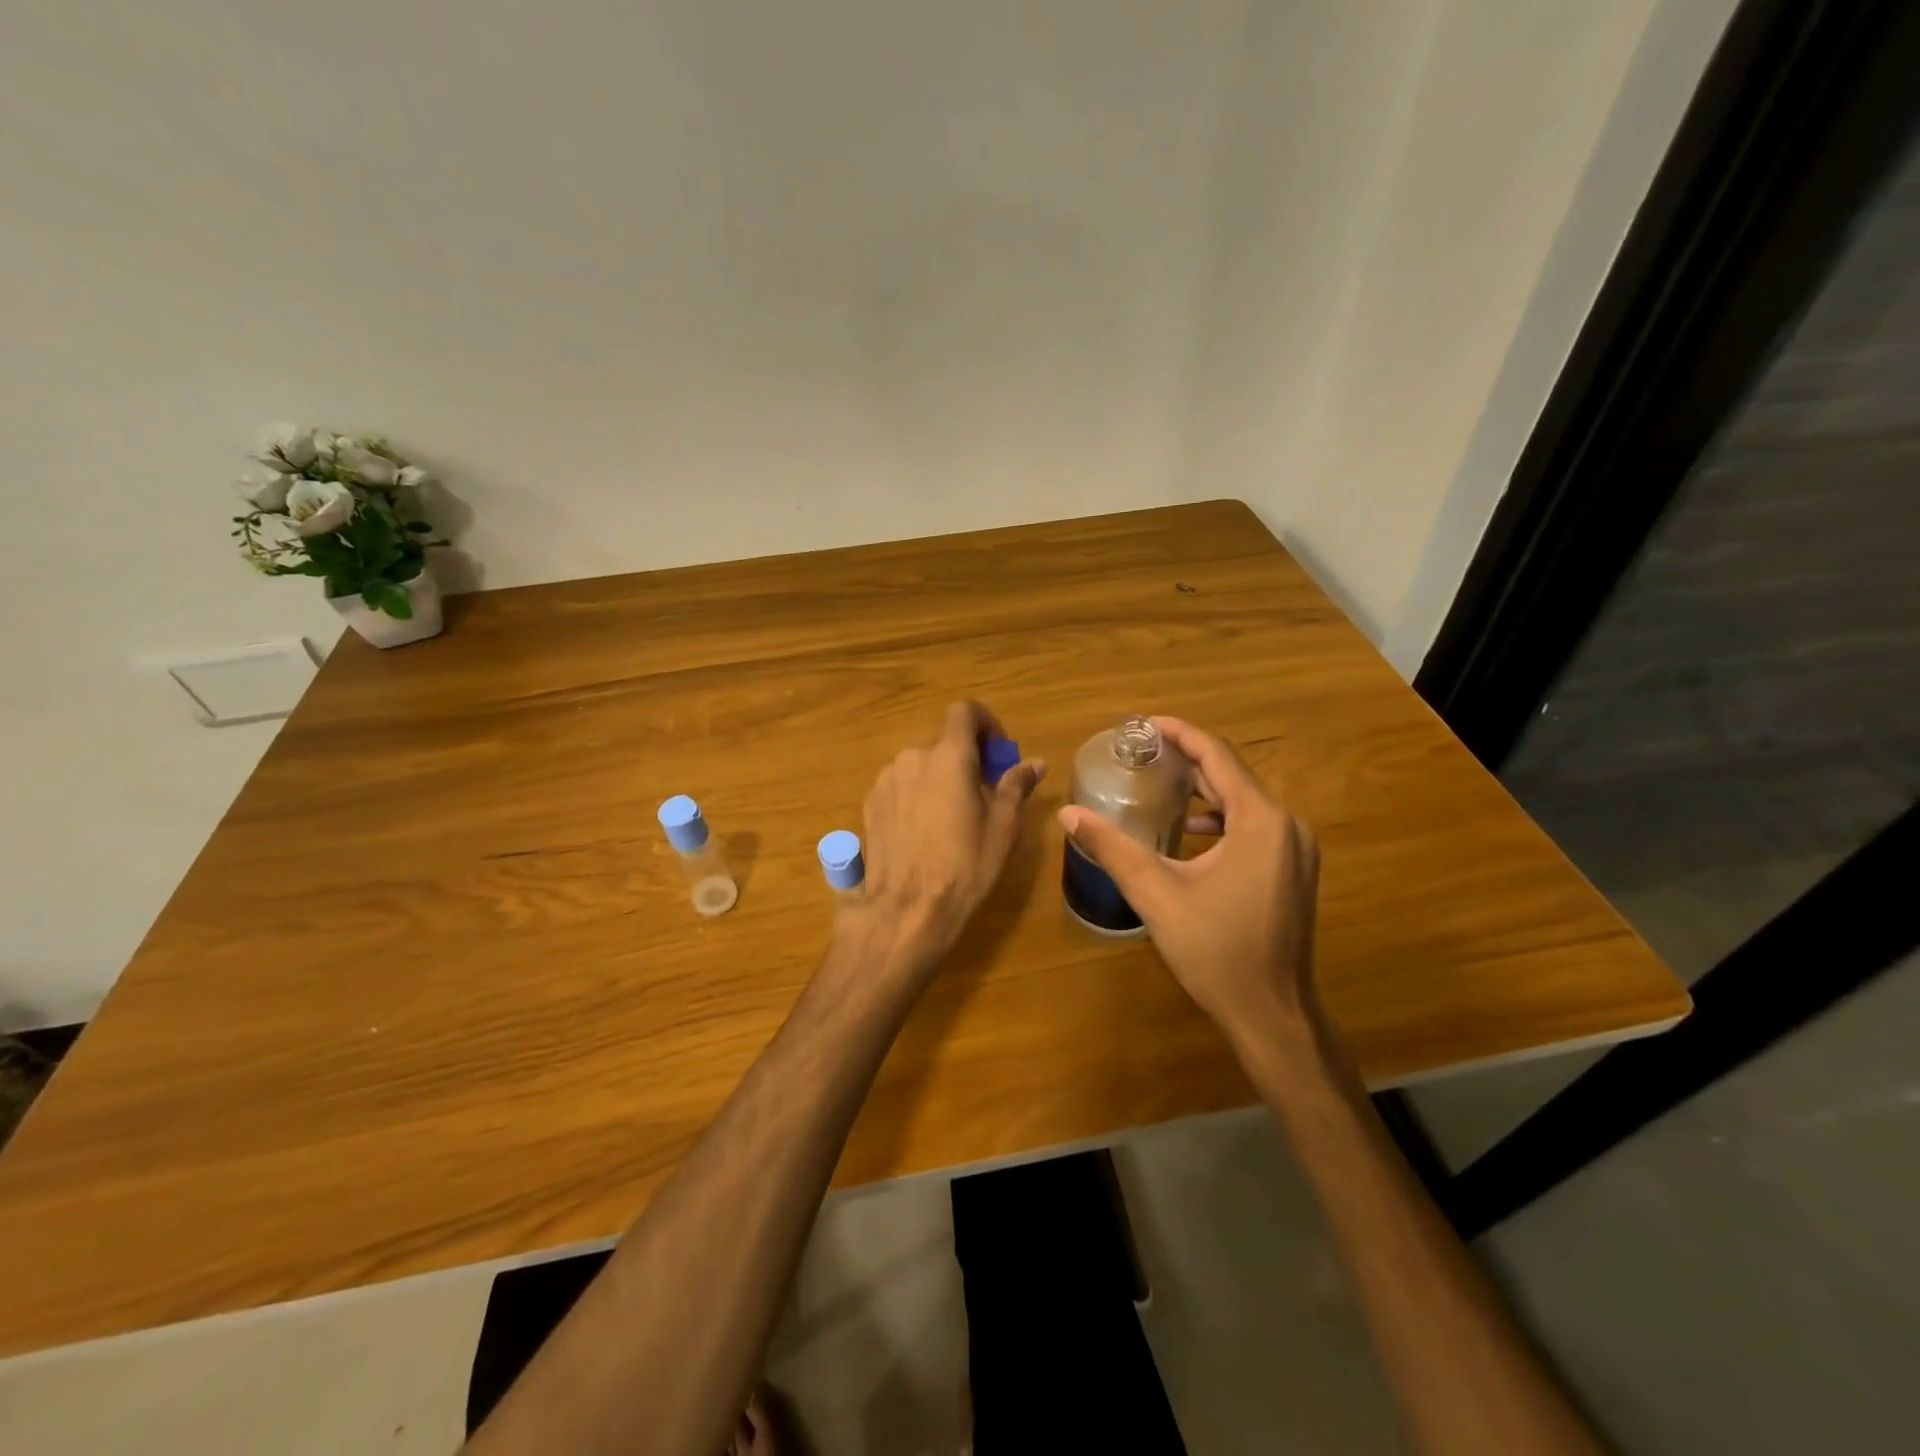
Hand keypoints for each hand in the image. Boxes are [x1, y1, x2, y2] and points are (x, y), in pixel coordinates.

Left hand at [849, 702, 1045, 975]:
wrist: (904, 911)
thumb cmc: (963, 868)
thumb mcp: (1002, 829)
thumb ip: (1015, 786)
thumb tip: (1034, 763)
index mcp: (948, 757)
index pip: (965, 712)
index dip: (985, 724)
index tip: (998, 754)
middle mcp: (912, 758)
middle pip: (943, 744)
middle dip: (965, 762)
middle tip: (982, 797)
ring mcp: (885, 781)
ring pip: (920, 766)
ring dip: (939, 780)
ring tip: (951, 821)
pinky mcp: (869, 804)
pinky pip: (900, 787)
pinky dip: (916, 796)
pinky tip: (923, 834)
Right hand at [1057, 717, 1320, 1051]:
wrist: (1271, 1014)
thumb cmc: (1215, 951)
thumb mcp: (1156, 894)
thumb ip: (1112, 847)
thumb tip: (1067, 813)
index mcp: (1260, 821)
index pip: (1218, 757)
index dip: (1182, 734)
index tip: (1146, 723)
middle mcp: (1286, 826)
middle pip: (1232, 776)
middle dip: (1188, 760)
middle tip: (1143, 752)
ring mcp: (1295, 850)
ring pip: (1244, 802)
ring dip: (1203, 790)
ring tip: (1159, 785)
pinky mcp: (1293, 872)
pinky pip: (1254, 826)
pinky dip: (1220, 818)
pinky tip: (1188, 832)